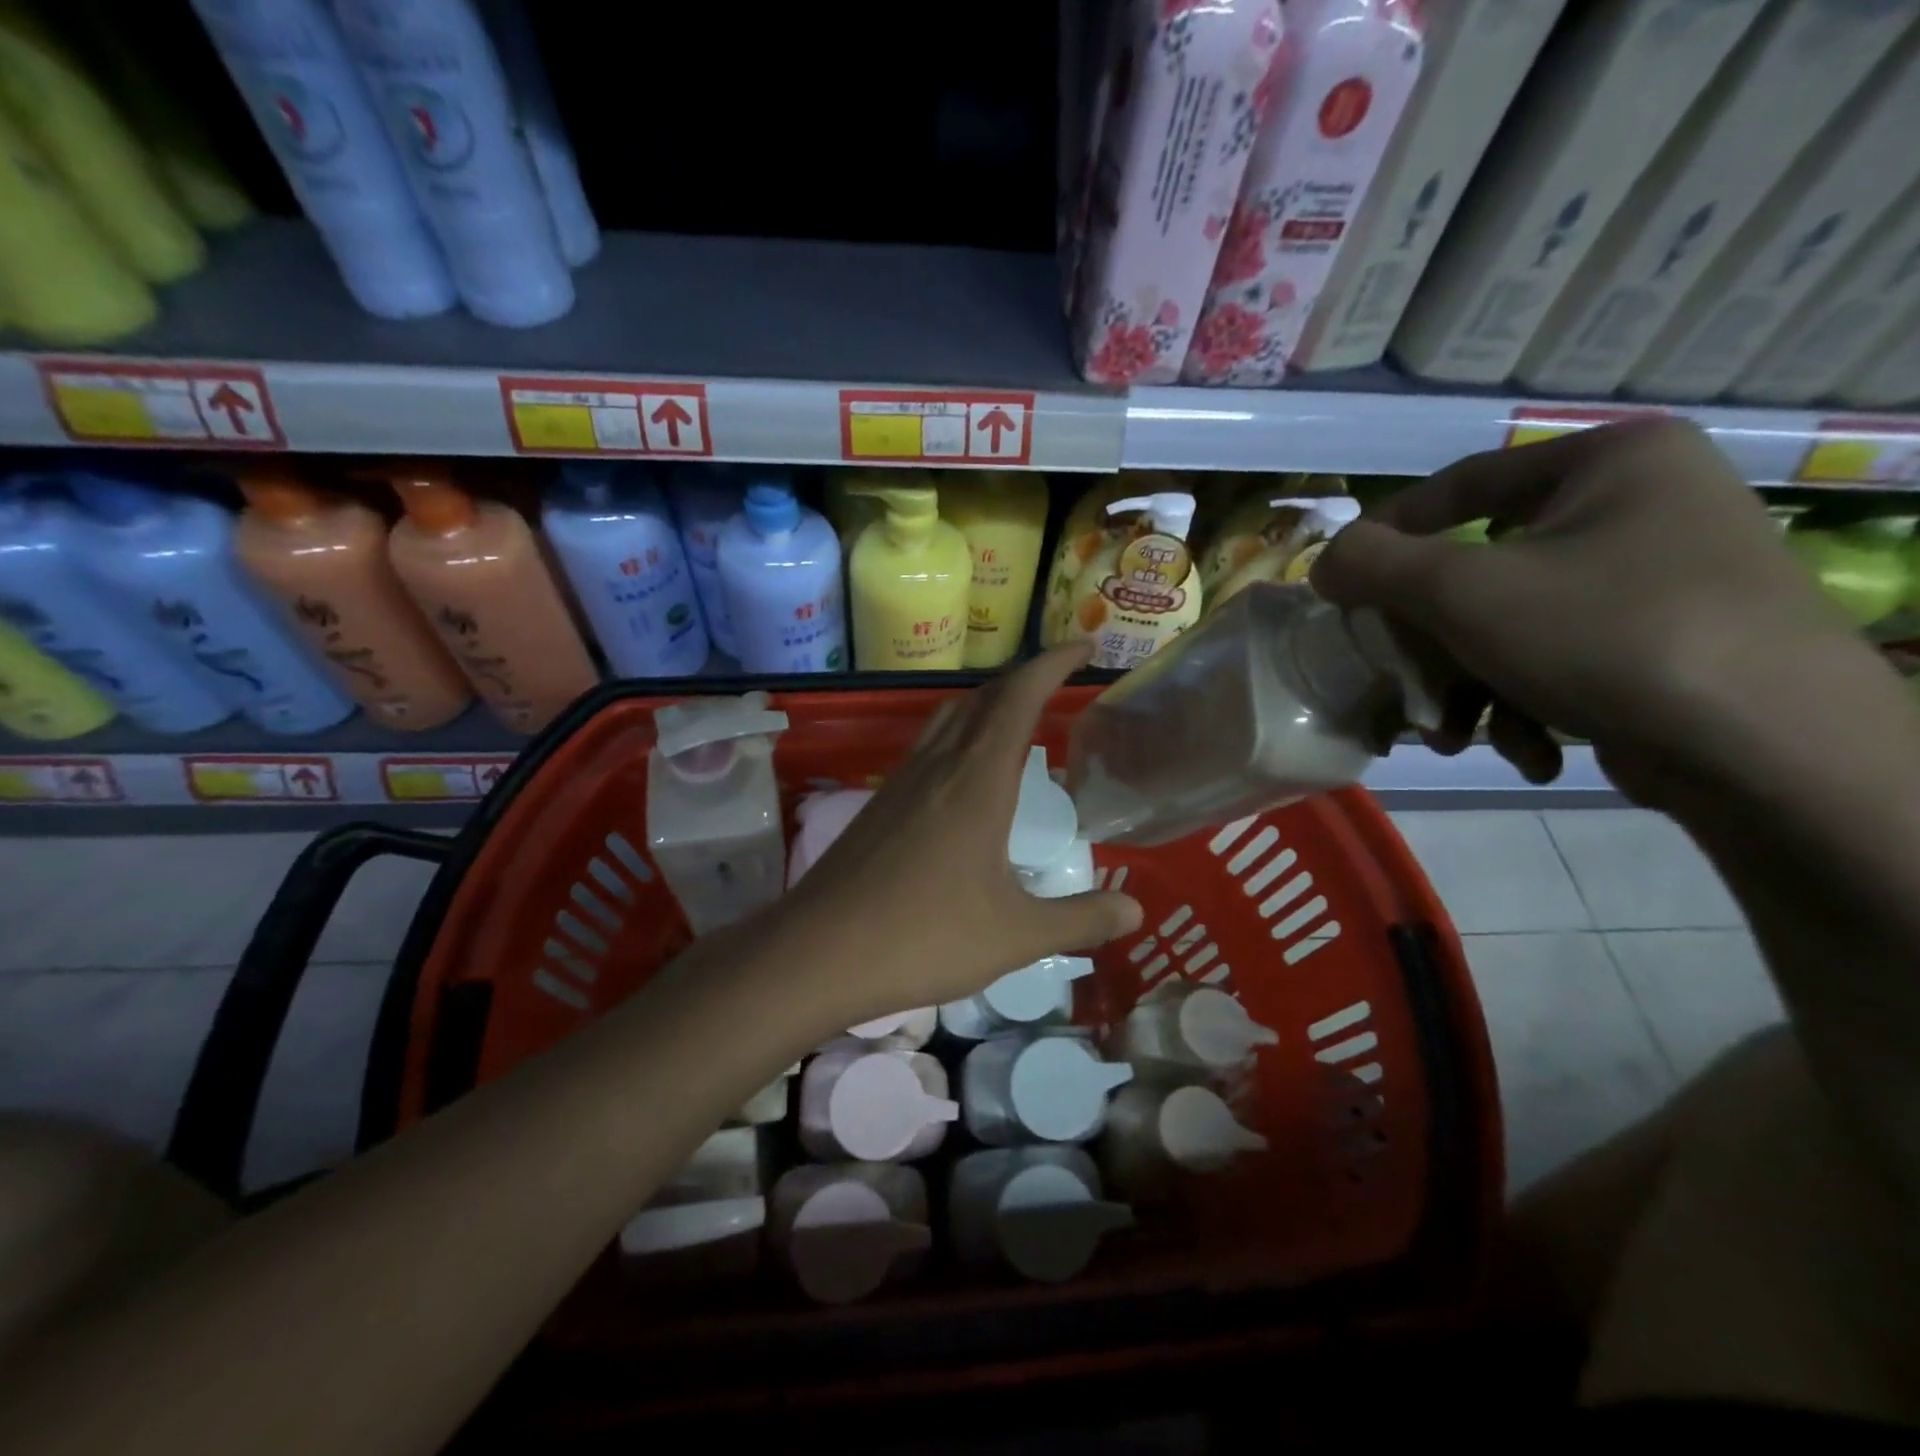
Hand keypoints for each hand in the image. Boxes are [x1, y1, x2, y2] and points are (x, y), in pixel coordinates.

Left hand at [765, 642, 1142, 1026]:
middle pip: (982, 698)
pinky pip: (927, 747)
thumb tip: (1133, 910)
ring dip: (987, 705)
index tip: (1083, 647)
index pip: (1019, 697)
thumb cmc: (923, 937)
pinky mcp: (878, 804)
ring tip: (1017, 722)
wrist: (816, 952)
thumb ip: (1079, 920)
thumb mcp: (1015, 936)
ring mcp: (900, 782)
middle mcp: (937, 766)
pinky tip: (965, 778)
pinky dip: (959, 737)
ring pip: (948, 718)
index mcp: (976, 780)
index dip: (1052, 663)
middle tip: (1058, 685)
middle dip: (1024, 679)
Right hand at [1310, 419, 1868, 798]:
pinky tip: (1531, 751)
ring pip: (1514, 625)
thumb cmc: (1606, 635)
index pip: (1462, 485)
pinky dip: (1528, 705)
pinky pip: (1564, 658)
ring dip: (1471, 688)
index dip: (1388, 534)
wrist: (1773, 750)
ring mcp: (1663, 577)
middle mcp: (1644, 505)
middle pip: (1483, 572)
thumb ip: (1375, 565)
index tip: (1342, 583)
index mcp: (1611, 462)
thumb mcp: (1463, 591)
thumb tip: (1324, 563)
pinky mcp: (1671, 642)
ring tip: (1458, 739)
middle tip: (1403, 684)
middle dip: (1434, 646)